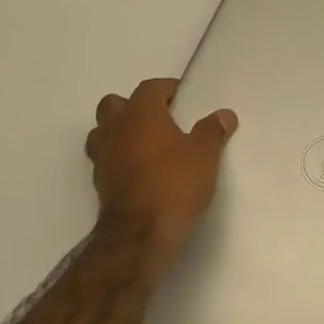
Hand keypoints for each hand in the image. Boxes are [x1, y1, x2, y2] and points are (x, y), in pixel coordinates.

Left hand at [86, 78, 237, 262]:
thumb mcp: (205, 155)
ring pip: (104, 131)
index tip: (185, 100)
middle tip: (161, 120)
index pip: (151, 87)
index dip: (168, 90)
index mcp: (140, 112)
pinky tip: (140, 172)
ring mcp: (102, 155)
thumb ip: (213, 130)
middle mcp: (115, 127)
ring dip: (121, 133)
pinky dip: (118, 159)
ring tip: (147, 146)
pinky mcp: (98, 182)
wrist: (139, 236)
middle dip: (135, 107)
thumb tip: (224, 115)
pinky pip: (106, 158)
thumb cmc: (173, 184)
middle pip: (116, 104)